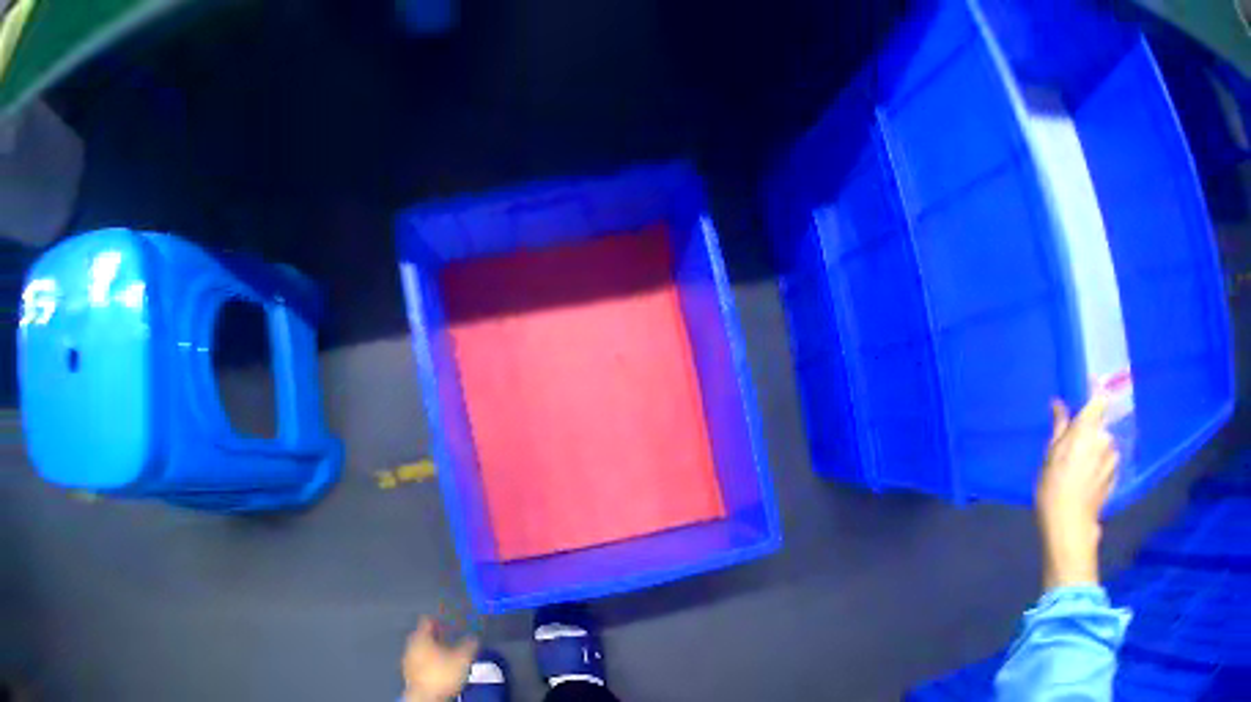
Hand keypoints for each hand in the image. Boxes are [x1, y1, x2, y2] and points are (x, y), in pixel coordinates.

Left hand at [402, 617, 477, 701]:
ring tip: (445, 655)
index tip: (448, 624)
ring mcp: (407, 657)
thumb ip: (469, 645)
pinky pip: (418, 660)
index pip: (427, 620)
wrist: (426, 695)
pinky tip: (437, 668)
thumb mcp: (462, 659)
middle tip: (449, 640)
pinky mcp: (408, 671)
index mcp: (421, 636)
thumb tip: (474, 637)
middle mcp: (411, 643)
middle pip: (422, 634)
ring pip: (420, 648)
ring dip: (431, 649)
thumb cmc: (443, 673)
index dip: (439, 621)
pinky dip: (427, 660)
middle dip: (435, 636)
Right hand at [1036, 394, 1118, 590]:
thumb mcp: (1050, 456)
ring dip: (1097, 452)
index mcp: (1088, 427)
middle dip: (1091, 433)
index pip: (1099, 399)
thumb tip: (1058, 403)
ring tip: (1082, 471)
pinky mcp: (1115, 476)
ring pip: (1105, 446)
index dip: (1095, 397)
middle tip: (1075, 450)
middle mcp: (1105, 437)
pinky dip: (1101, 468)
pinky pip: (1108, 464)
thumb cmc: (1054, 488)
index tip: (1088, 401)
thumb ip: (1059, 427)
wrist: (1069, 526)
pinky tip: (1089, 483)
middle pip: (1101, 426)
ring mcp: (1113, 458)